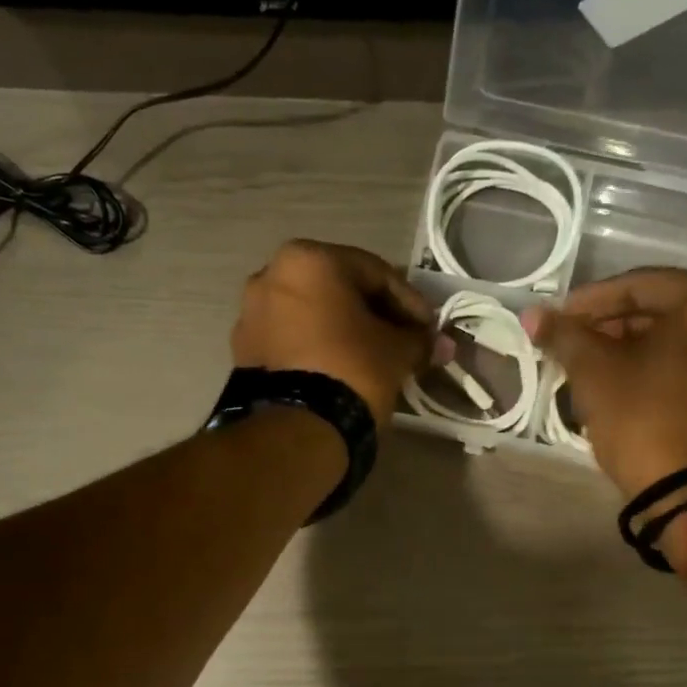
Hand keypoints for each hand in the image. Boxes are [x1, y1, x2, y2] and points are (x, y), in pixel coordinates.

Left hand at [231, 240, 442, 425]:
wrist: (296, 428)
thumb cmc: (352, 370)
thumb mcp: (396, 352)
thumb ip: (420, 340)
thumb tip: (441, 344)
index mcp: (309, 259)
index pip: (375, 273)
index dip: (409, 302)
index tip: (429, 328)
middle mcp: (271, 274)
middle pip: (339, 290)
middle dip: (374, 314)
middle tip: (403, 340)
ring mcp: (251, 313)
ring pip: (313, 314)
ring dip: (344, 331)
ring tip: (372, 358)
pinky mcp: (244, 351)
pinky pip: (292, 339)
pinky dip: (317, 347)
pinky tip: (340, 369)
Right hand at [526, 269, 686, 499]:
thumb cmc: (646, 419)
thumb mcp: (595, 373)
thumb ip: (564, 336)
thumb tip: (532, 314)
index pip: (638, 286)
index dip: (588, 303)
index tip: (555, 321)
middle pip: (663, 313)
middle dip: (611, 329)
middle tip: (571, 348)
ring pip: (679, 345)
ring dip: (633, 353)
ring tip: (592, 374)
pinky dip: (660, 375)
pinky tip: (626, 393)